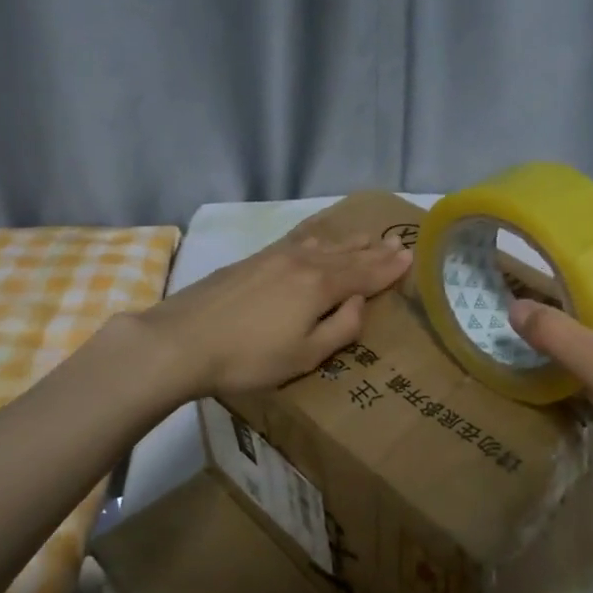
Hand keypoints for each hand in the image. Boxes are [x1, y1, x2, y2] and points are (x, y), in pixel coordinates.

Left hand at [134, 231, 411, 399]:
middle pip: (347, 254)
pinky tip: (317, 238)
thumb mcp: (305, 355)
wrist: (182, 340)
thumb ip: (340, 328)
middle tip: (397, 240)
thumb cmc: (249, 357)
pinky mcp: (253, 259)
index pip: (365, 274)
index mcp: (321, 285)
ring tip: (367, 235)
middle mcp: (303, 262)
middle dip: (374, 250)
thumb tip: (358, 302)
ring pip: (323, 243)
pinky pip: (298, 241)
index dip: (389, 268)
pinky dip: (318, 238)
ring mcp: (275, 256)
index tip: (410, 256)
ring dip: (348, 241)